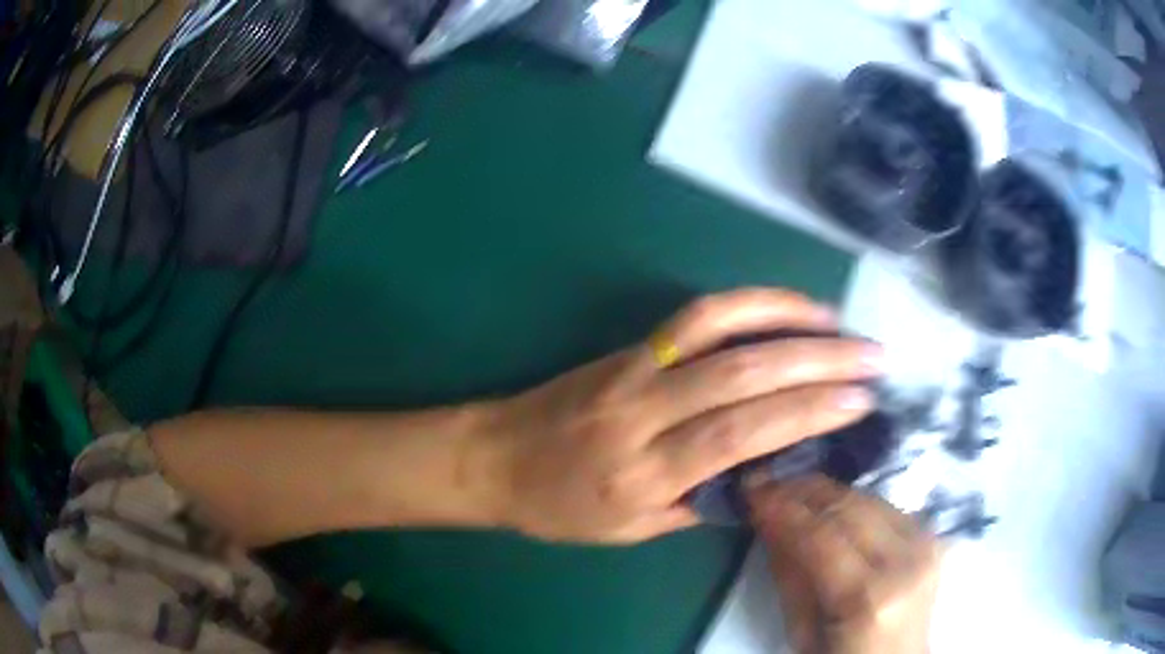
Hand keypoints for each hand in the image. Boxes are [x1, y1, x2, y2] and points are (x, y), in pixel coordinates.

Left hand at [483, 288, 881, 542]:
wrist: (493, 457)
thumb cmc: (559, 506)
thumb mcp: (628, 530)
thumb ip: (697, 504)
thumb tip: (763, 476)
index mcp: (643, 473)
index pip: (741, 435)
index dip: (806, 413)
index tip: (858, 402)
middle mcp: (643, 413)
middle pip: (744, 376)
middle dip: (820, 363)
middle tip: (873, 358)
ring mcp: (634, 369)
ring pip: (721, 331)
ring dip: (789, 319)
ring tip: (840, 325)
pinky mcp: (629, 347)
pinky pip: (695, 317)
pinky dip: (747, 304)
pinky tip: (785, 308)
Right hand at [748, 476, 940, 653]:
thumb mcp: (803, 634)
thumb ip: (790, 577)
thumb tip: (769, 523)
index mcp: (868, 598)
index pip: (820, 536)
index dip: (783, 508)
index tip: (751, 490)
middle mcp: (905, 562)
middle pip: (849, 507)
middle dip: (803, 491)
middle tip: (768, 483)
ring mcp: (926, 546)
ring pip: (869, 498)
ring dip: (827, 492)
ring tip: (792, 490)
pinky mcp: (932, 538)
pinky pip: (887, 507)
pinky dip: (854, 503)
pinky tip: (830, 506)